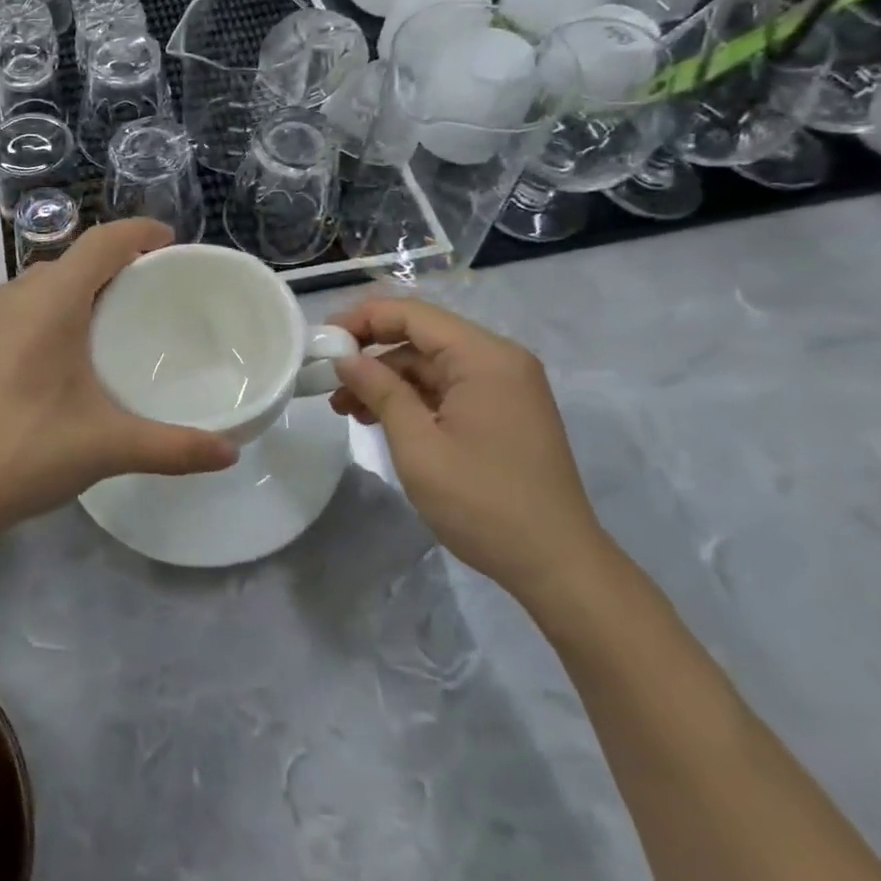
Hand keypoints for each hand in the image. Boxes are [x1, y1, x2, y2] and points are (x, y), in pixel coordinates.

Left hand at [0, 219, 236, 543]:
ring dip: (83, 284)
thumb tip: (231, 453)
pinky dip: (57, 305)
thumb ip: (174, 447)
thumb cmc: (26, 451)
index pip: (101, 242)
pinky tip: (70, 348)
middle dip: (116, 260)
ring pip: (46, 281)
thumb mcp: (108, 446)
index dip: (138, 231)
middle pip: (74, 258)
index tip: (171, 240)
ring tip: (117, 313)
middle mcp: (17, 295)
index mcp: (51, 301)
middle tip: (155, 286)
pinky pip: (26, 304)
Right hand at [328, 296, 608, 607]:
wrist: (558, 567)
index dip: (362, 319)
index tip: (322, 341)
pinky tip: (380, 420)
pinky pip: (448, 388)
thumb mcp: (418, 444)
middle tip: (328, 383)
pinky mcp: (503, 412)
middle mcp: (499, 360)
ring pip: (431, 365)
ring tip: (346, 409)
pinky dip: (412, 398)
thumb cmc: (483, 502)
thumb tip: (345, 358)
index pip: (412, 314)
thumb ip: (379, 390)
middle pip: (421, 338)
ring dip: (387, 381)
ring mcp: (505, 387)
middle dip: (371, 356)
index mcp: (484, 357)